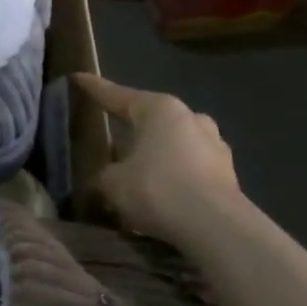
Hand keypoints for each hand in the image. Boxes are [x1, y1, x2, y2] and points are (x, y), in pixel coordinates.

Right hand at [74, 74, 244, 241]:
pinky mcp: (228, 175)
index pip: (117, 95)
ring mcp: (214, 145)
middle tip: (110, 140)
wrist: (215, 227)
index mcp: (159, 109)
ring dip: (155, 157)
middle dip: (131, 130)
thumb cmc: (157, 189)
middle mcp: (190, 118)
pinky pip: (190, 170)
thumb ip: (105, 175)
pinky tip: (161, 197)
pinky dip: (174, 178)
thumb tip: (107, 178)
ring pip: (174, 145)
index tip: (78, 78)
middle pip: (151, 120)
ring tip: (136, 175)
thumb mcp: (113, 183)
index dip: (94, 89)